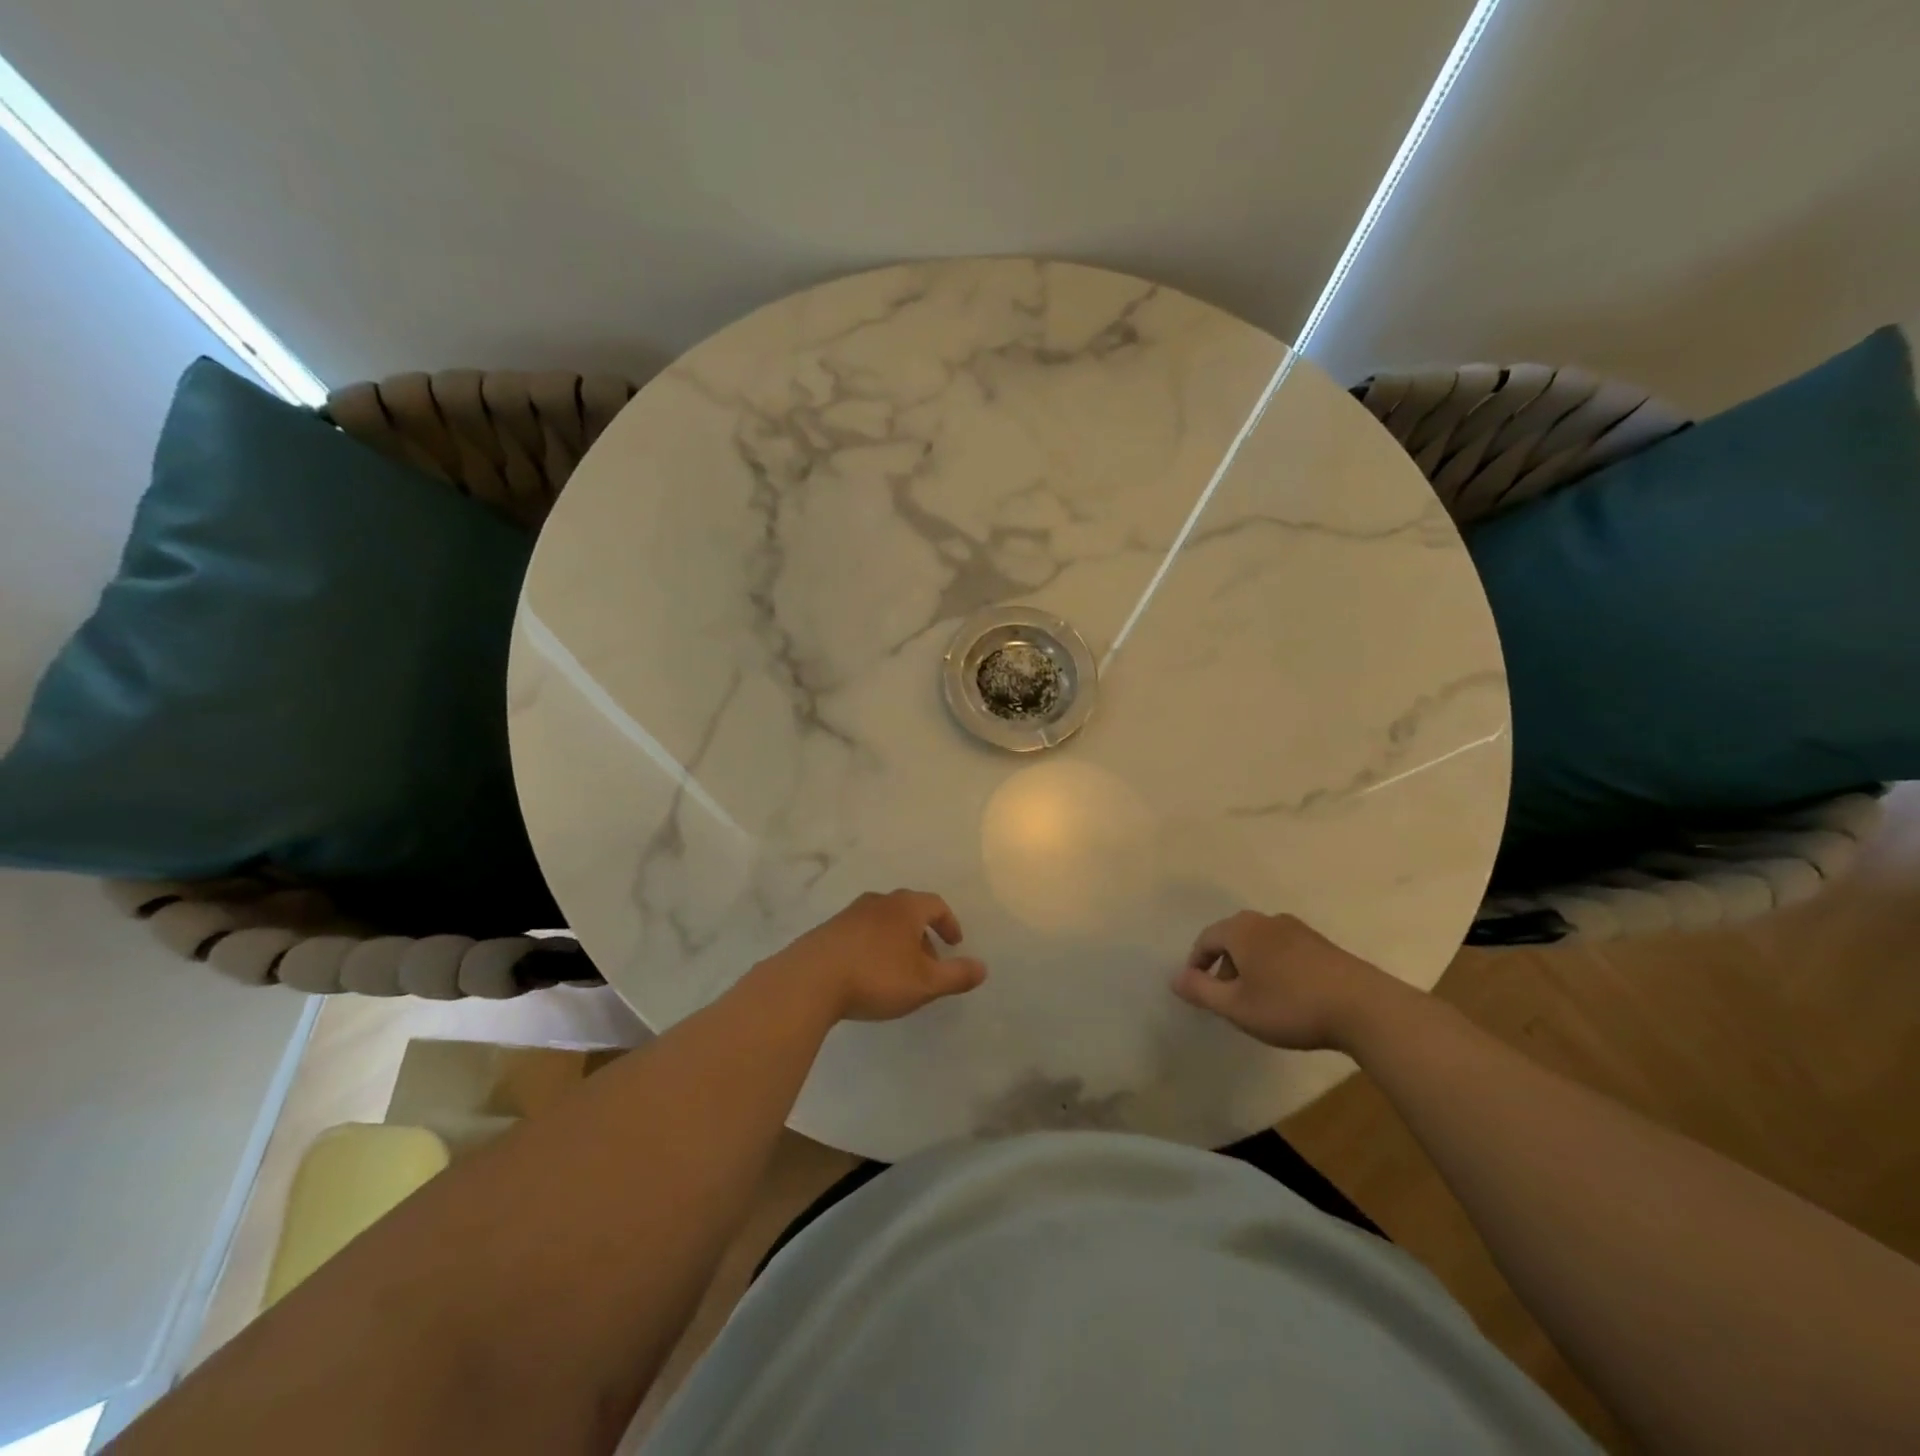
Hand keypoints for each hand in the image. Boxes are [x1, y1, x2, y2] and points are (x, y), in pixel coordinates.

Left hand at [759, 889, 987, 1022]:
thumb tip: (983, 967)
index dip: (949, 923)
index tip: (955, 943)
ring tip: (898, 970)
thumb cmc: (876, 976)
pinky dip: (872, 947)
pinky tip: (867, 973)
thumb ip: (956, 975)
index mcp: (905, 907)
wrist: (810, 980)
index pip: (935, 905)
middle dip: (922, 934)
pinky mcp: (827, 931)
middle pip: (908, 911)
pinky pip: (860, 933)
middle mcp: (878, 902)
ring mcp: (849, 914)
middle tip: (929, 961)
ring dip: (896, 941)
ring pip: (882, 922)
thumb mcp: (925, 983)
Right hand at [1171, 910, 1407, 1051]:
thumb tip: (1174, 978)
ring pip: (1260, 943)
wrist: (1364, 1007)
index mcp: (1241, 930)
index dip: (1196, 963)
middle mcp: (1266, 920)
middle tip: (1226, 997)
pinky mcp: (1322, 944)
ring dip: (1250, 966)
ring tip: (1257, 999)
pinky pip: (1284, 949)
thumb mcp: (1237, 1006)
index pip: (1206, 939)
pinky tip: (1288, 994)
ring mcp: (1297, 929)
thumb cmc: (1290, 1005)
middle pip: (1233, 937)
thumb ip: (1201, 991)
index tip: (1197, 989)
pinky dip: (1275, 966)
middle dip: (1224, 965)